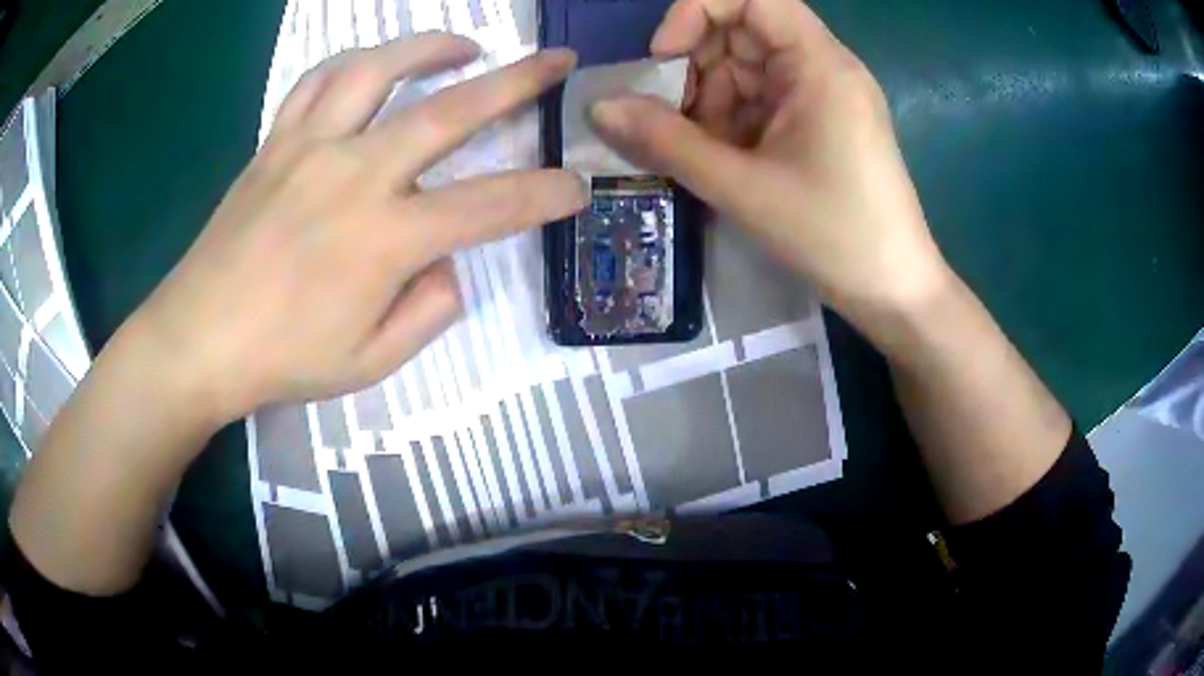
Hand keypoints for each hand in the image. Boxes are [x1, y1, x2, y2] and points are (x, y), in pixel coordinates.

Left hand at [126, 34, 584, 423]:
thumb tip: (449, 265)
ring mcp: (311, 148)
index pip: (489, 206)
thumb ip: (427, 312)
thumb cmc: (281, 359)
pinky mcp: (276, 142)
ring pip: (378, 69)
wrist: (198, 338)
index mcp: (385, 240)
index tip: (577, 187)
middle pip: (450, 111)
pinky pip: (317, 81)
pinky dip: (352, 62)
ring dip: (431, 47)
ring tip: (465, 44)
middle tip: (557, 59)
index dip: (544, 195)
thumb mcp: (369, 363)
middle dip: (518, 81)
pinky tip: (372, 64)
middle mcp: (356, 175)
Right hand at [591, 0, 952, 331]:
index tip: (664, 59)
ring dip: (708, 103)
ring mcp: (822, 97)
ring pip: (746, 71)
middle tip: (670, 122)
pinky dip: (731, 123)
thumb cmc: (834, 235)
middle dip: (695, 69)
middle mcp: (823, 67)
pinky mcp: (819, 124)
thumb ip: (666, 142)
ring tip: (696, 153)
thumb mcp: (743, 187)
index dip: (696, 12)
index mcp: (818, 63)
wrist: (894, 292)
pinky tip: (720, 161)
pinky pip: (762, 102)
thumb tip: (598, 107)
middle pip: (742, 33)